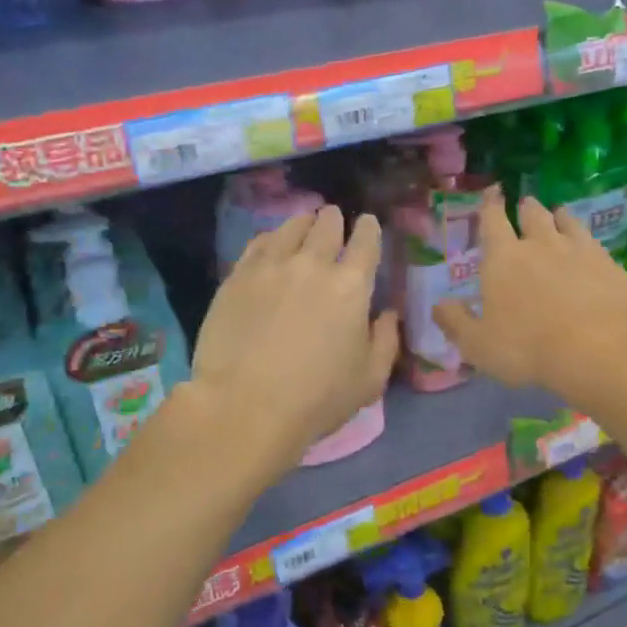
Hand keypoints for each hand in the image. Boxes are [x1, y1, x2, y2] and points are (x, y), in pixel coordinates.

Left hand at [190, 206, 398, 475]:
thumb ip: (386, 340)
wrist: (246, 406)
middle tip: (334, 219)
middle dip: (335, 219)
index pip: (366, 242)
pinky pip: (259, 243)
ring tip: (304, 224)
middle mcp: (313, 264)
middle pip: (327, 225)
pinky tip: (271, 243)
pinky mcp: (237, 277)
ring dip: (304, 223)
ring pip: (291, 227)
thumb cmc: (318, 398)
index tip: (368, 225)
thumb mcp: (370, 379)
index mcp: (352, 286)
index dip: (370, 229)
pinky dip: (272, 237)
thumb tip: (388, 314)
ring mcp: (271, 266)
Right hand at [432, 188, 626, 405]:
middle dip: (526, 208)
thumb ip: (456, 322)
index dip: (490, 205)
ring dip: (559, 216)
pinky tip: (590, 247)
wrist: (600, 348)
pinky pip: (594, 242)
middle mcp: (541, 244)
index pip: (492, 221)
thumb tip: (438, 305)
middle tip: (525, 204)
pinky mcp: (609, 264)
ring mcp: (579, 250)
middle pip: (532, 215)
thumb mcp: (479, 345)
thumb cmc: (528, 347)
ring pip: (566, 222)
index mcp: (503, 258)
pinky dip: (586, 239)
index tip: (492, 190)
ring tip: (558, 214)